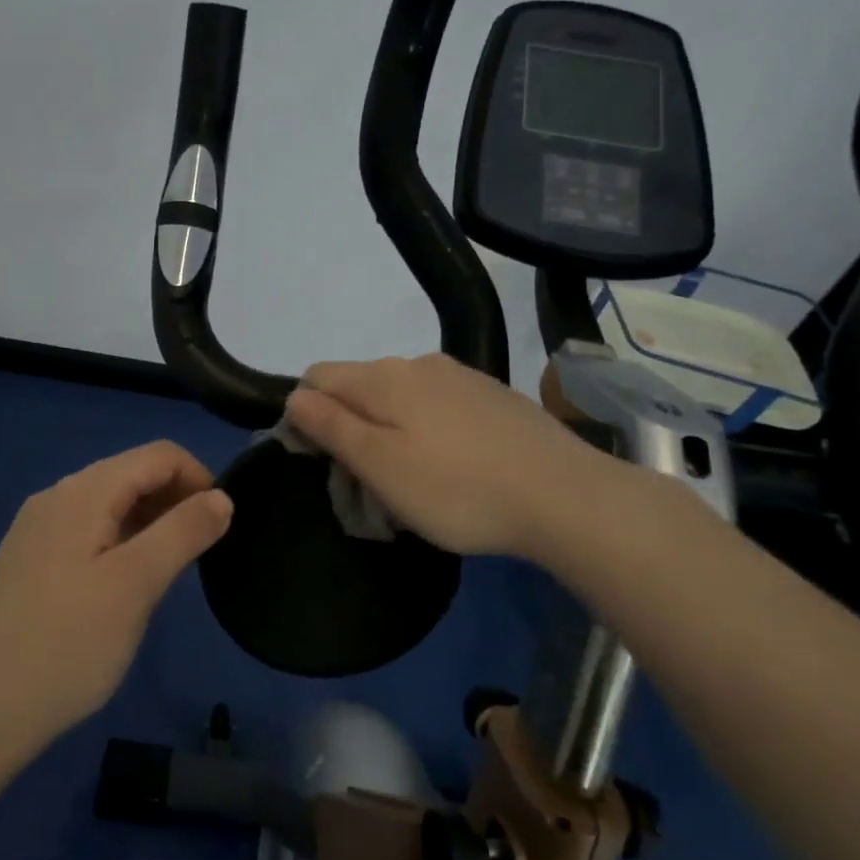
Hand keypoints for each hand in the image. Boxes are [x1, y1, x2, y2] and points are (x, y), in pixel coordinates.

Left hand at [0, 441, 232, 742]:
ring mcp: (37, 530)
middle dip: (177, 500)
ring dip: (151, 523)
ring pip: (111, 505)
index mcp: (83, 492)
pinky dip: (122, 542)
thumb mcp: (136, 586)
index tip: (223, 526)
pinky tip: (126, 586)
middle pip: (132, 474)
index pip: (159, 455)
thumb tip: (222, 497)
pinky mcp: (29, 561)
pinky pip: (88, 532)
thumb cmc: (66, 646)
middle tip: (200, 554)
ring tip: (170, 573)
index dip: (200, 478)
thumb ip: (183, 533)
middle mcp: (56, 497)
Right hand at [284, 353, 616, 559]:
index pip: (316, 377)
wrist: (565, 496)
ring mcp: (460, 376)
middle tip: (366, 483)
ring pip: (399, 397)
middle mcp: (417, 363)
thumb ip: (331, 426)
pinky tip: (452, 466)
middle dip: (348, 427)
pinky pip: (437, 406)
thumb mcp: (380, 466)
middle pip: (358, 386)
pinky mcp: (492, 395)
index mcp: (383, 377)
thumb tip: (294, 397)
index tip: (319, 463)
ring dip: (388, 430)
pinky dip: (426, 430)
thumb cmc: (457, 489)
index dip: (304, 416)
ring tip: (411, 479)